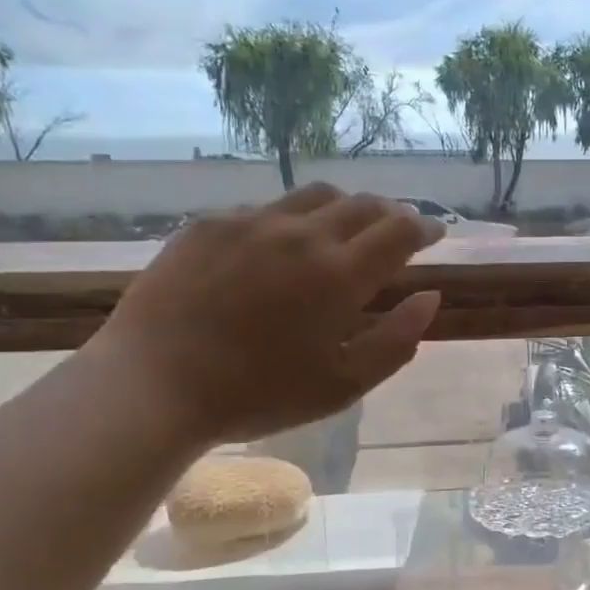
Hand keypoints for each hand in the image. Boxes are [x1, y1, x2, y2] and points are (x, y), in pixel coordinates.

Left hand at [91, 185, 444, 443]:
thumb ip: (396, 339)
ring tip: (346, 229)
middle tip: (398, 231)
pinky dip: (293, 219)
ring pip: (315, 196)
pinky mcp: (209, 224)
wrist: (154, 383)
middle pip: (362, 204)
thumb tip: (430, 298)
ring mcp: (251, 222)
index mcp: (341, 274)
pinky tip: (282, 245)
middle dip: (391, 214)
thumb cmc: (260, 394)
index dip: (425, 229)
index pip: (400, 231)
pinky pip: (266, 208)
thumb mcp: (344, 384)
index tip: (435, 235)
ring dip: (344, 208)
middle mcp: (302, 234)